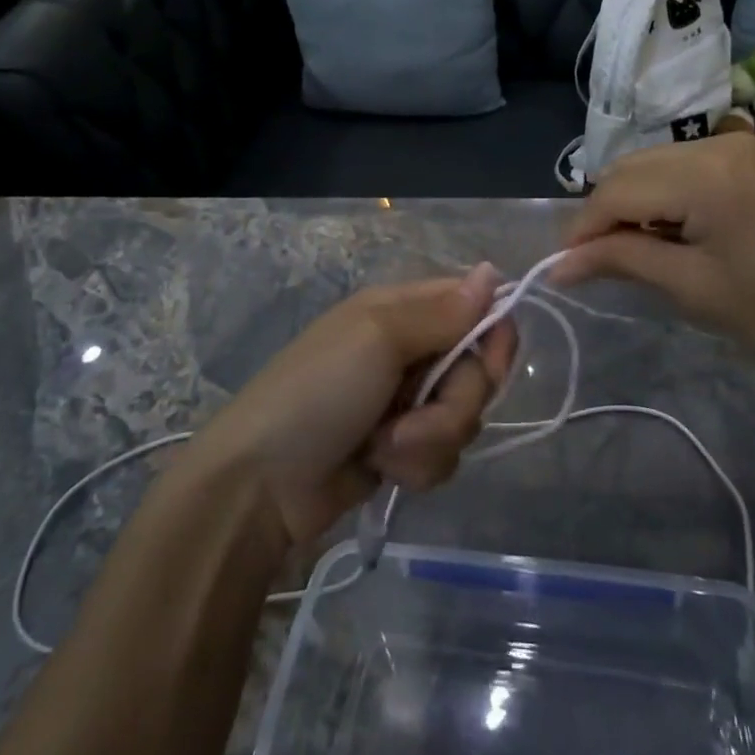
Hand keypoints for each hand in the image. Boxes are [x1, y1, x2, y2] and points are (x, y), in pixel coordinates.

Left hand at [181, 266, 515, 548]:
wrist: (261, 484)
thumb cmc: (318, 392)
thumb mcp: (377, 339)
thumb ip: (441, 312)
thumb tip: (492, 270)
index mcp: (403, 311)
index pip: (475, 307)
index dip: (493, 335)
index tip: (491, 365)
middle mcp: (410, 351)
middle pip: (476, 371)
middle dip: (453, 403)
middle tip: (412, 413)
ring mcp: (406, 404)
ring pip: (463, 419)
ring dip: (429, 441)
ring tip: (384, 450)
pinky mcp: (402, 451)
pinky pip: (443, 455)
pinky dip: (417, 467)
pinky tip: (381, 470)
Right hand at [551, 134, 754, 376]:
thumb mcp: (694, 289)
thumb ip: (621, 262)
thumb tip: (558, 264)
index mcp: (704, 174)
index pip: (615, 191)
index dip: (581, 230)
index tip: (562, 269)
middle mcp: (715, 143)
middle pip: (629, 169)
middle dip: (604, 214)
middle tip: (598, 264)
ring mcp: (736, 145)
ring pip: (652, 164)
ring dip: (631, 203)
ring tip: (637, 251)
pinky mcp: (749, 156)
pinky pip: (682, 165)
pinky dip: (662, 195)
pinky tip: (672, 230)